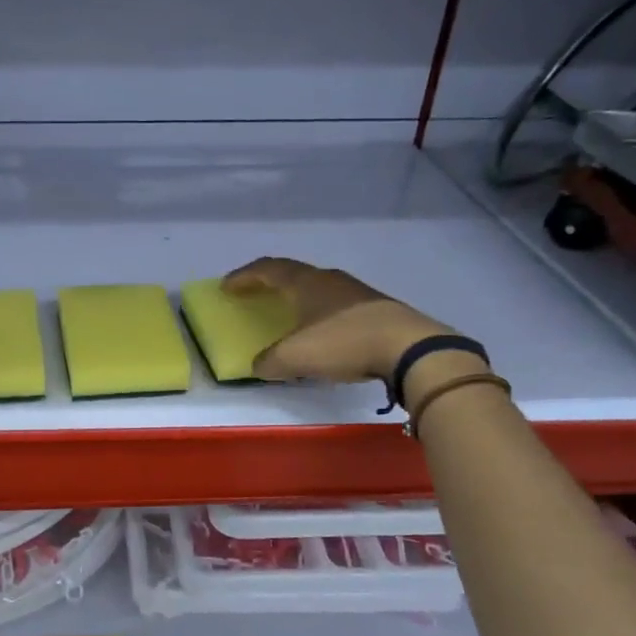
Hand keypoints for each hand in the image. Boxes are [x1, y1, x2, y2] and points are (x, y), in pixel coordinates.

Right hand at [222, 258, 458, 383]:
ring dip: (297, 299)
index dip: (244, 276)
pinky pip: (337, 306)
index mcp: (305, 283)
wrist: (410, 347)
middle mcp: (329, 280)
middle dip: (270, 284)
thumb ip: (270, 362)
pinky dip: (319, 315)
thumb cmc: (344, 342)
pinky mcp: (376, 309)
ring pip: (317, 289)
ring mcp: (356, 293)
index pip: (267, 269)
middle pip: (293, 274)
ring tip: (287, 315)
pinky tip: (322, 334)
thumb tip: (259, 365)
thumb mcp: (295, 358)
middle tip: (254, 296)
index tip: (226, 287)